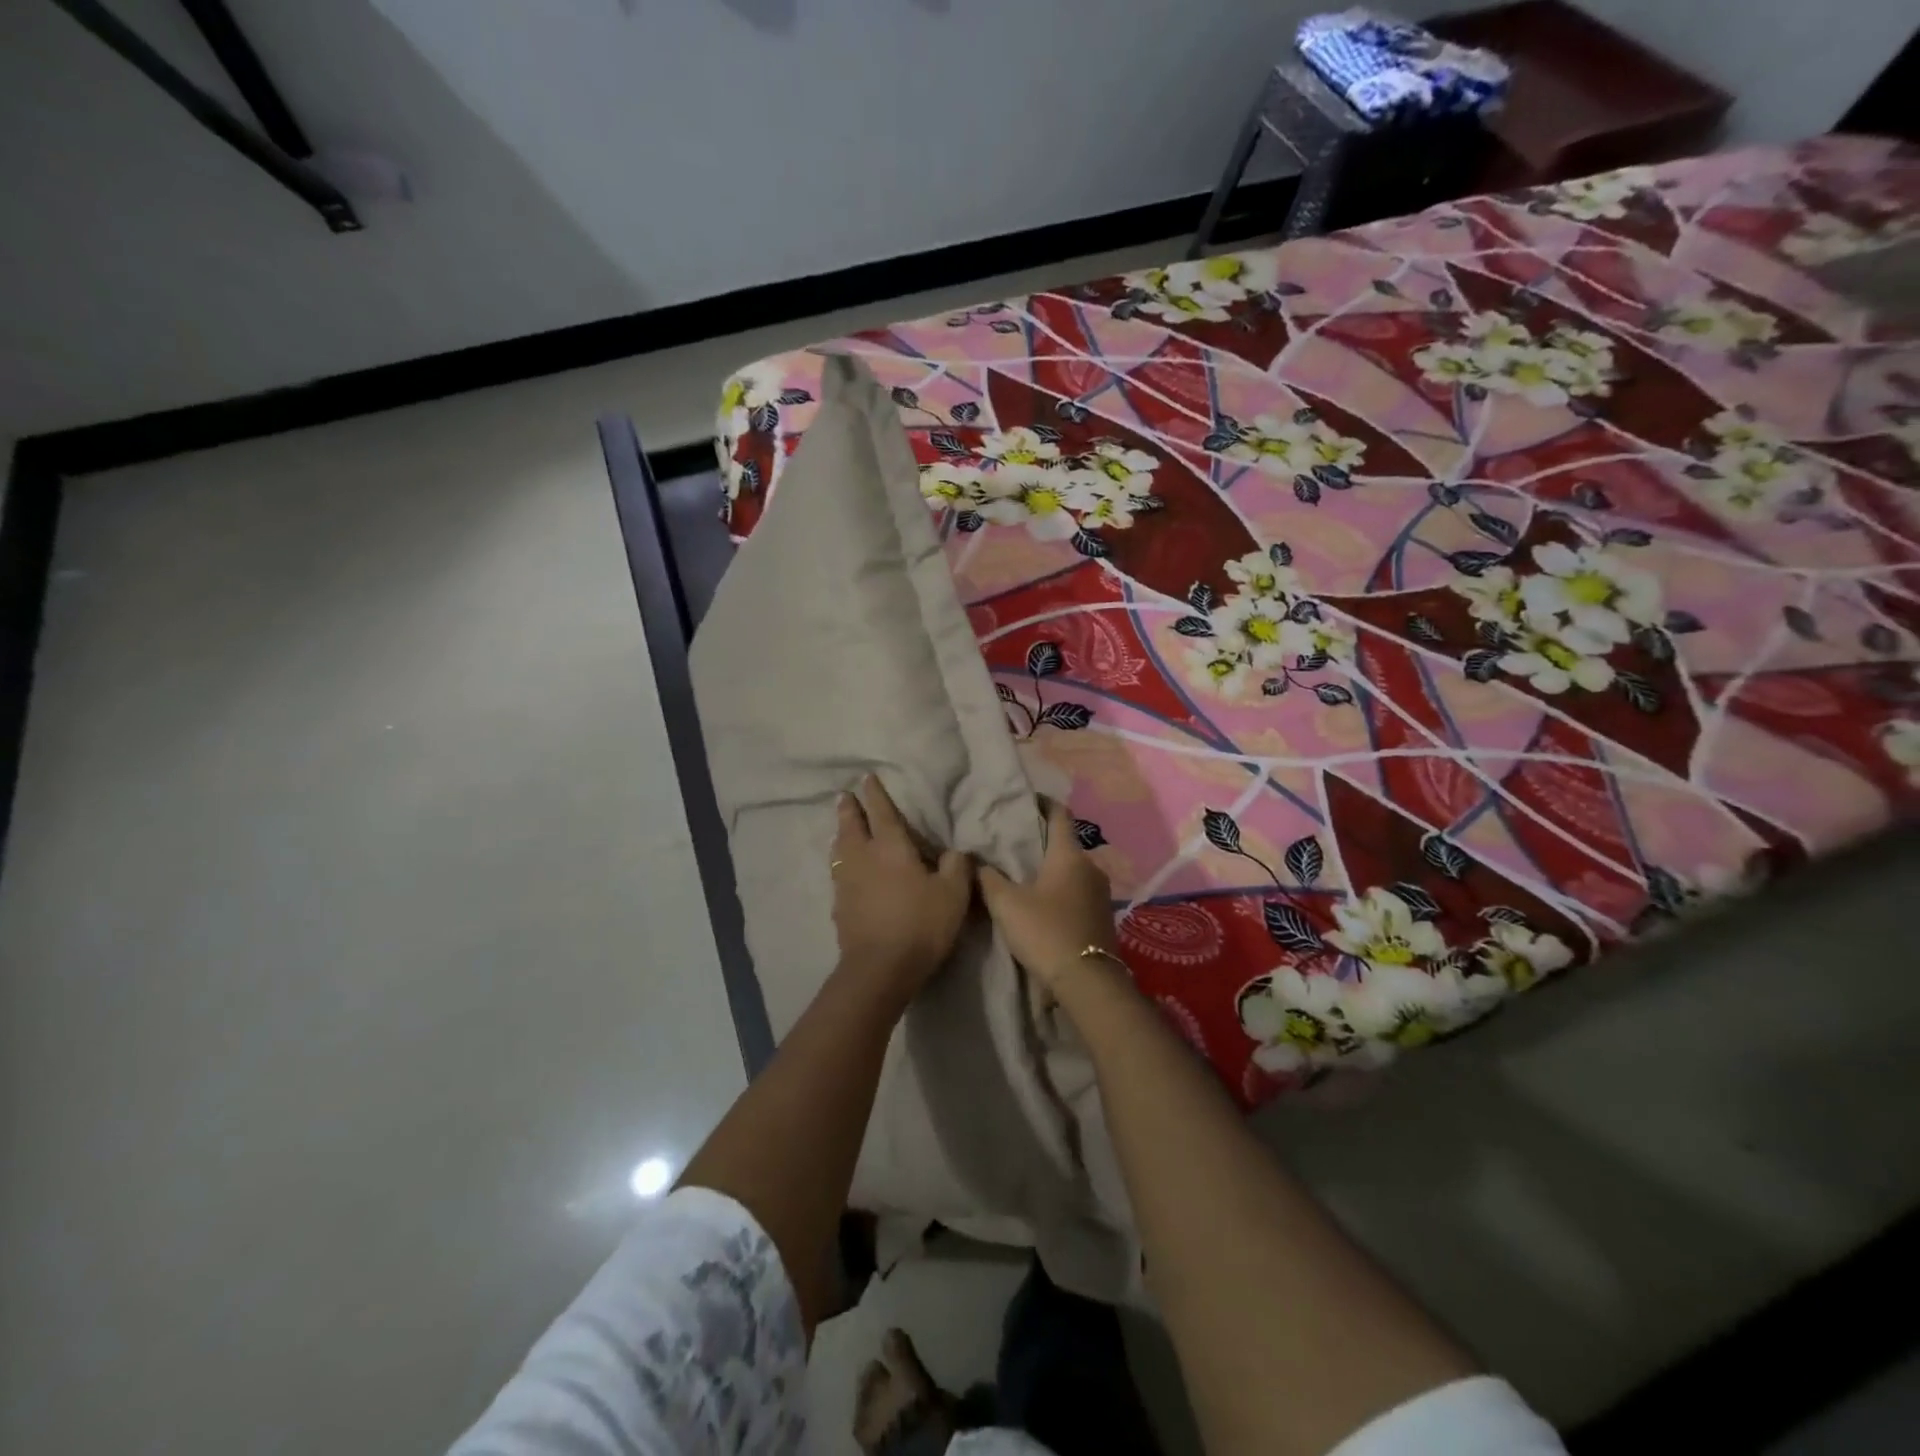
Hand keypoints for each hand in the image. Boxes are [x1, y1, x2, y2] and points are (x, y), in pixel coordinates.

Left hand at [830, 775, 971, 1007]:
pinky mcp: (839, 906)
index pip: (881, 812)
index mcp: (891, 848)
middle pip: (851, 826)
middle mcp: (863, 858)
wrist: (880, 968)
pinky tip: (845, 871)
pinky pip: (838, 874)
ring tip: (842, 830)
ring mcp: (846, 882)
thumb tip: (954, 852)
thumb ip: (956, 866)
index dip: (875, 794)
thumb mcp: (953, 894)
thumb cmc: (921, 924)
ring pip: (839, 850)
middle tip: (845, 796)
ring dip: (841, 835)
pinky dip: (841, 863)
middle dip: (849, 809)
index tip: (866, 778)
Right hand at [977, 799, 1121, 991]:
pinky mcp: (1102, 916)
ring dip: (1051, 869)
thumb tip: (975, 860)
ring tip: (1023, 874)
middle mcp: (1091, 867)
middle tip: (1013, 843)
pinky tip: (1042, 902)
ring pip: (1071, 870)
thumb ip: (988, 878)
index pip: (1059, 814)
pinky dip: (1060, 889)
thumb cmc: (1045, 932)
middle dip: (1041, 841)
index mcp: (1069, 855)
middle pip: (1064, 844)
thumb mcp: (1007, 904)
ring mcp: (1100, 893)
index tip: (1025, 800)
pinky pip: (1078, 891)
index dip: (1042, 803)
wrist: (1087, 981)